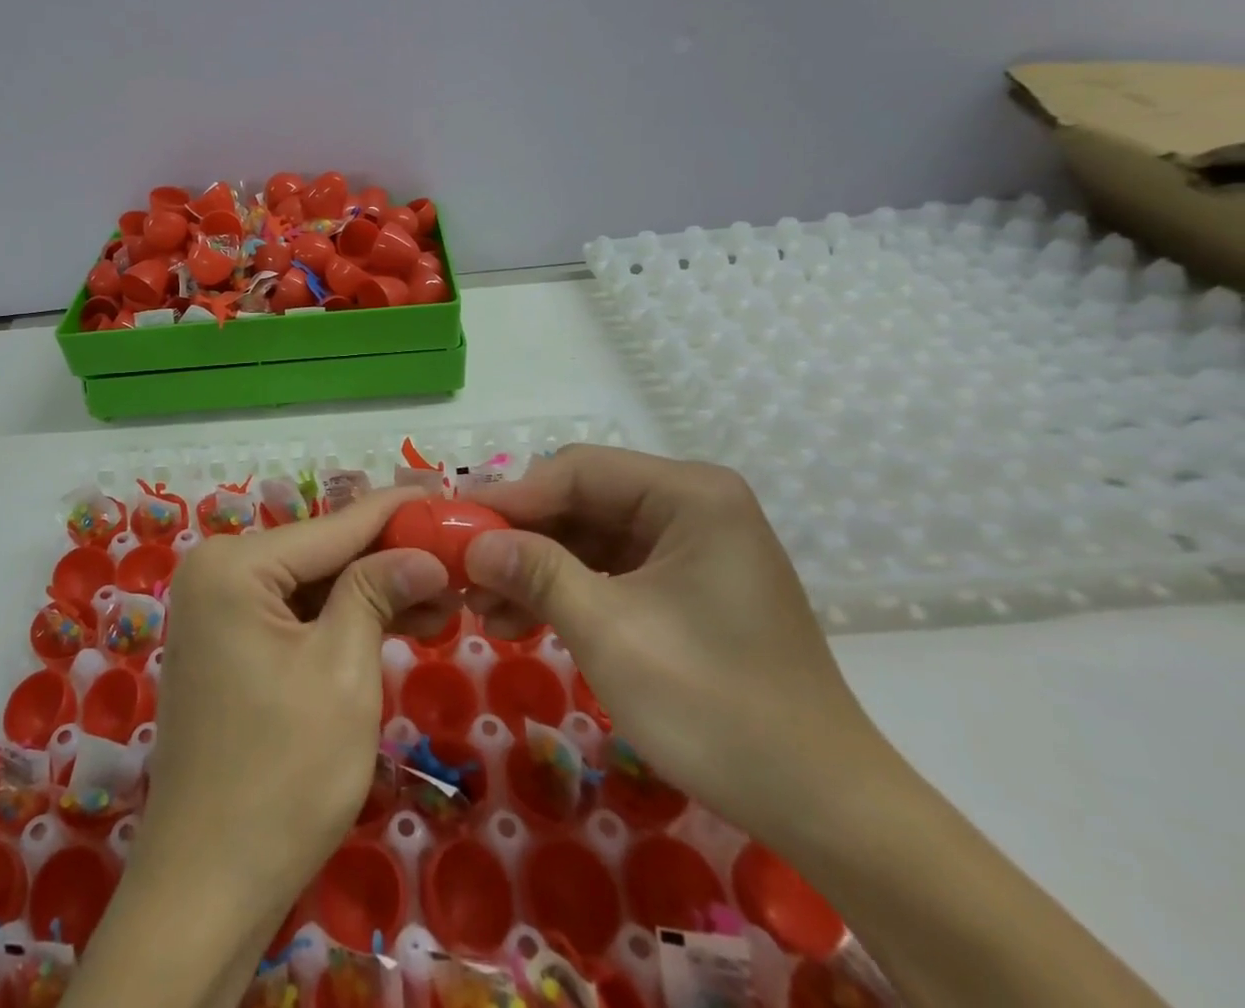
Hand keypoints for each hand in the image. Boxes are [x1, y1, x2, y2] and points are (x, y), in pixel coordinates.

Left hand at [132, 487, 451, 930]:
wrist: (207, 888)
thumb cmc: (283, 775)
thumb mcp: (344, 671)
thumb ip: (377, 592)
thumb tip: (424, 552)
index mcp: (232, 565)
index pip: (332, 526)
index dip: (396, 512)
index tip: (447, 494)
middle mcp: (215, 572)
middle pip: (321, 552)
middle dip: (388, 558)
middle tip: (457, 557)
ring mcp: (216, 610)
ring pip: (311, 585)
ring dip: (371, 592)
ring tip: (443, 598)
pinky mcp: (227, 645)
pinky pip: (293, 615)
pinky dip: (342, 620)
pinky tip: (397, 622)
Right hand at [464, 446, 883, 845]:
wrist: (825, 808)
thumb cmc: (716, 706)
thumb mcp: (610, 632)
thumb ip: (536, 572)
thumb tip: (471, 542)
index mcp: (690, 494)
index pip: (577, 471)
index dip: (512, 498)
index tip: (455, 527)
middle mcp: (692, 504)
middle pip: (581, 500)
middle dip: (521, 537)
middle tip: (465, 571)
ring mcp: (690, 544)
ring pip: (588, 535)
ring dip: (536, 567)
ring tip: (483, 607)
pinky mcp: (685, 583)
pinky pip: (610, 568)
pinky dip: (566, 589)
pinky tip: (521, 619)